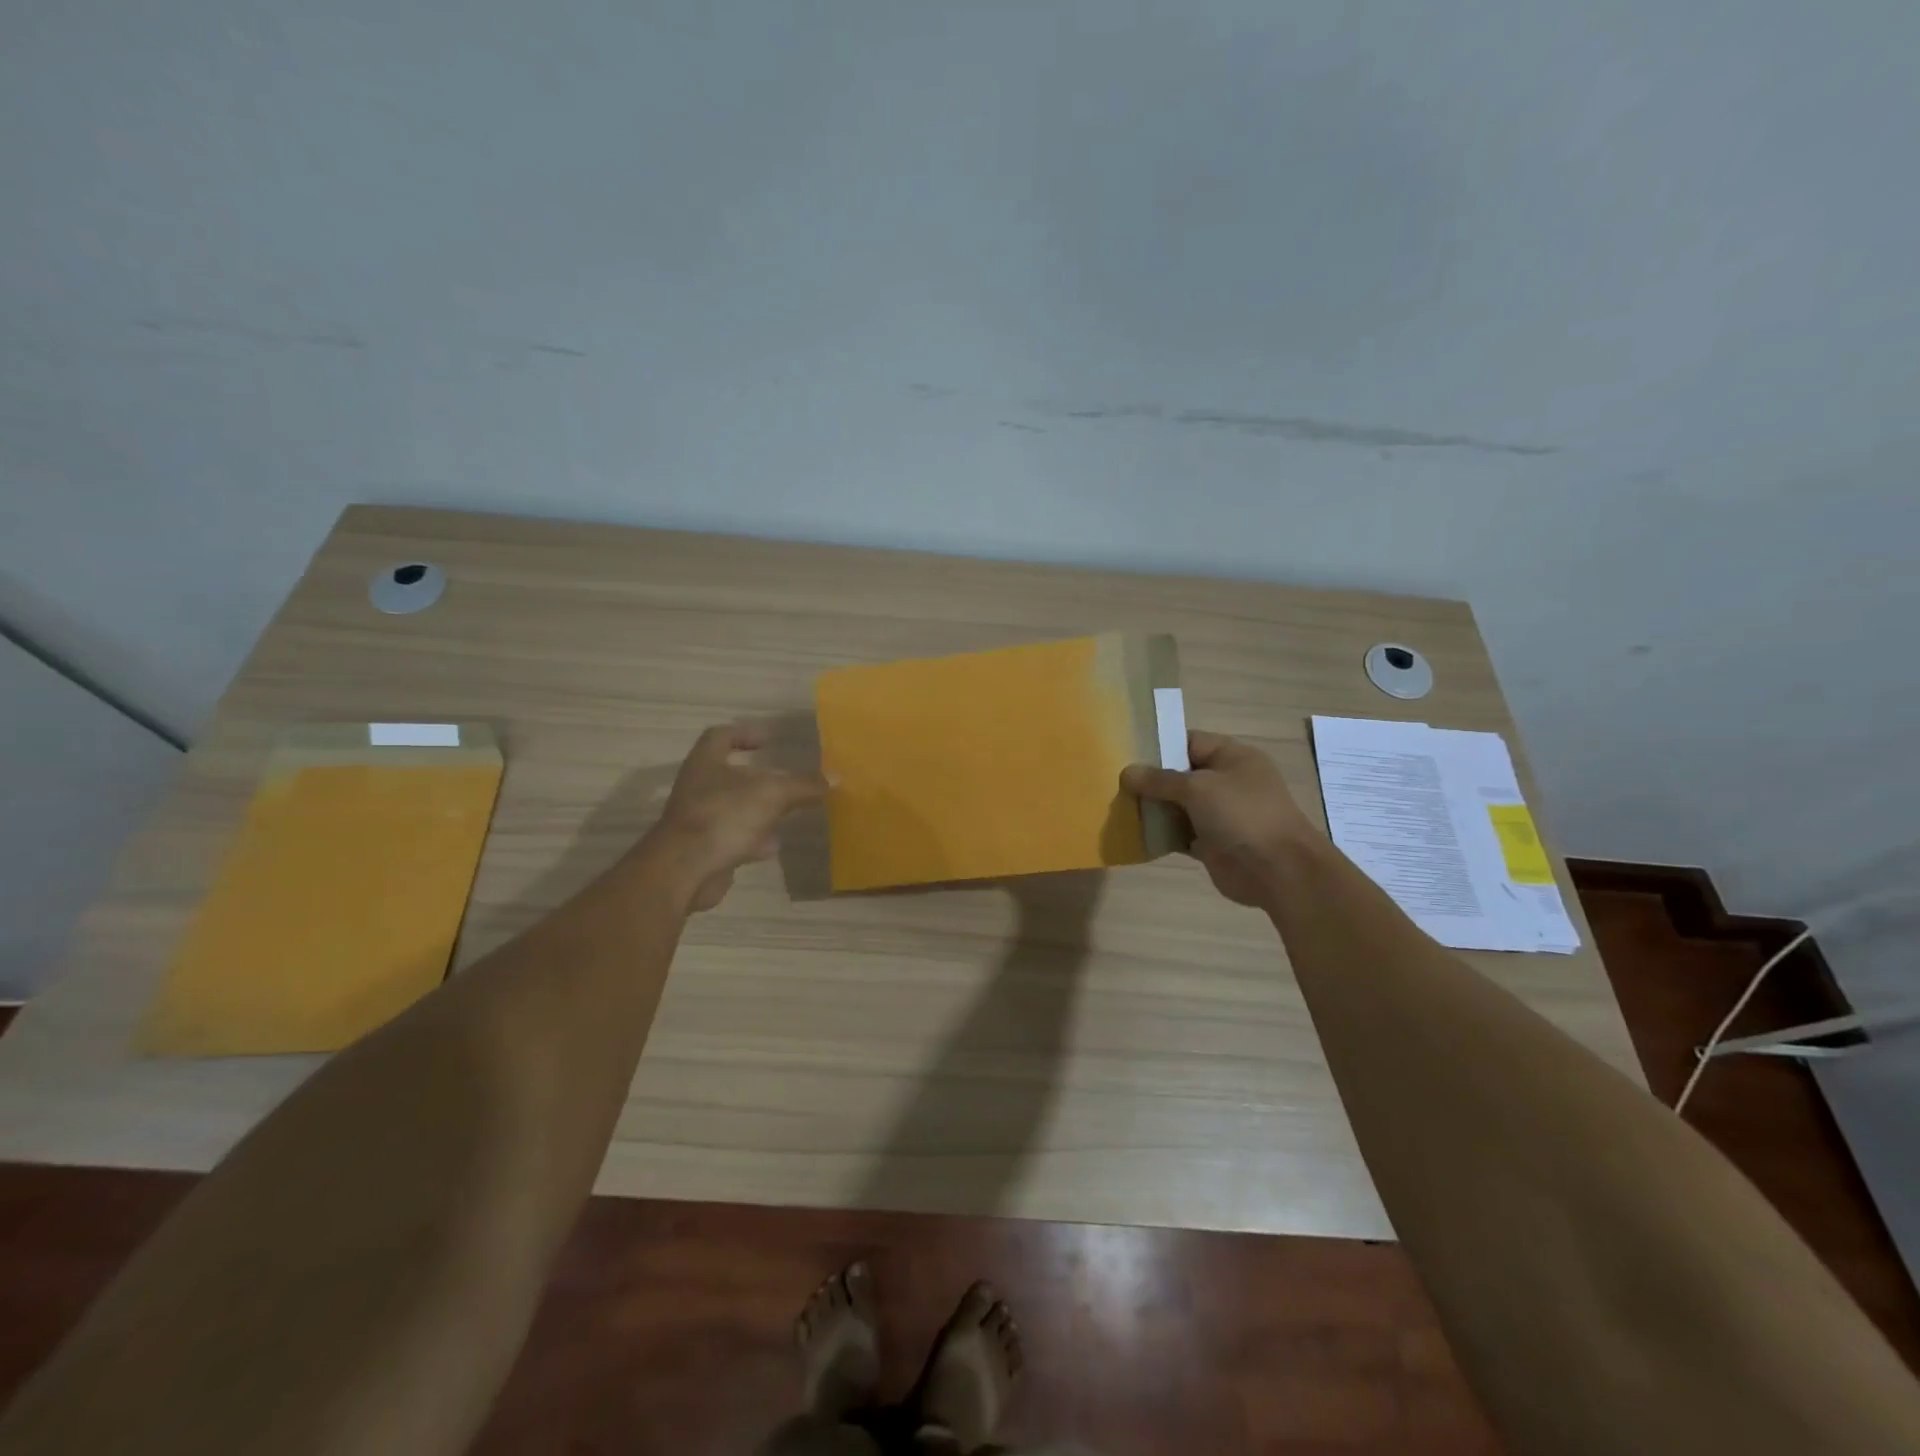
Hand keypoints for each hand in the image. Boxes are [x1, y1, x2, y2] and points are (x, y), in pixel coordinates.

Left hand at [644, 722, 825, 910]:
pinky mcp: (703, 849)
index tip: (769, 739)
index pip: (720, 736)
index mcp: (706, 762)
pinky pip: (732, 837)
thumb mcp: (772, 794)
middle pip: (729, 774)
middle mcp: (698, 787)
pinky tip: (773, 845)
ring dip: (758, 809)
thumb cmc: (725, 816)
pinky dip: (753, 838)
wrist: (686, 870)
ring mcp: (698, 819)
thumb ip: (804, 785)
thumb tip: (836, 777)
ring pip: (733, 807)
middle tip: (786, 779)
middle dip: (758, 777)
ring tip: (787, 812)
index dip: (744, 733)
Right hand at [1122, 731, 1316, 907]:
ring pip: (1178, 805)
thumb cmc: (1241, 814)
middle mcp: (1227, 781)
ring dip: (1153, 808)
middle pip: (1180, 775)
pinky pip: (1180, 833)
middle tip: (1114, 783)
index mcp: (1232, 756)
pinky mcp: (1212, 842)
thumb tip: (1127, 772)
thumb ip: (1160, 780)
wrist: (1278, 871)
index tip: (1125, 754)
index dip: (1158, 747)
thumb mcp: (1197, 787)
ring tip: (1118, 806)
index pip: (1188, 742)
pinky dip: (1161, 834)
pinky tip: (1135, 833)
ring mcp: (1220, 814)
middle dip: (1150, 780)